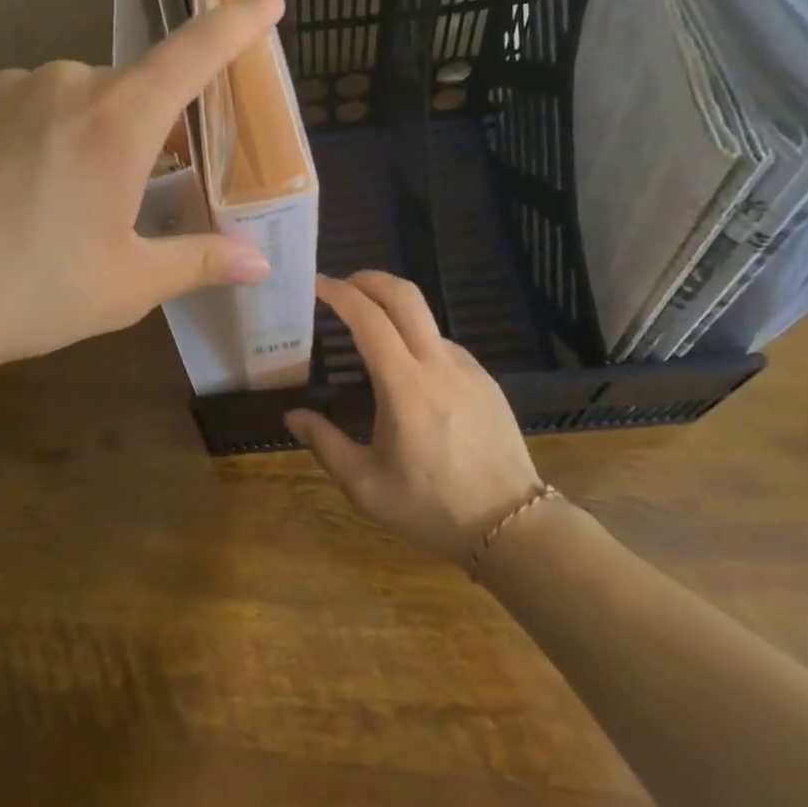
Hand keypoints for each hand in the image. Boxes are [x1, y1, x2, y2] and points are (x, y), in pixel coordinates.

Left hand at [0, 0, 285, 391]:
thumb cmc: (27, 294)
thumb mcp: (125, 287)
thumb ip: (197, 262)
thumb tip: (260, 264)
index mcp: (116, 124)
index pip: (194, 54)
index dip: (236, 24)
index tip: (266, 1)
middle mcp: (62, 84)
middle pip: (124, 93)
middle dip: (135, 134)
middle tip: (116, 198)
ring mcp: (1, 86)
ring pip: (65, 101)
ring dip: (75, 137)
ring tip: (42, 206)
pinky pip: (12, 106)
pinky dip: (23, 137)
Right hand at [283, 272, 542, 568]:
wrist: (515, 527)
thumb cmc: (432, 507)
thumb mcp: (366, 486)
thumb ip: (325, 444)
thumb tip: (293, 416)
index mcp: (405, 386)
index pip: (368, 319)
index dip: (339, 294)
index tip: (316, 284)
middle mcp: (439, 365)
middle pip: (405, 296)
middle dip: (370, 279)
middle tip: (342, 285)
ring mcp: (468, 370)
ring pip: (426, 319)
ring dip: (393, 310)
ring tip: (368, 332)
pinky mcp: (486, 381)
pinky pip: (444, 345)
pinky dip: (416, 338)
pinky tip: (406, 370)